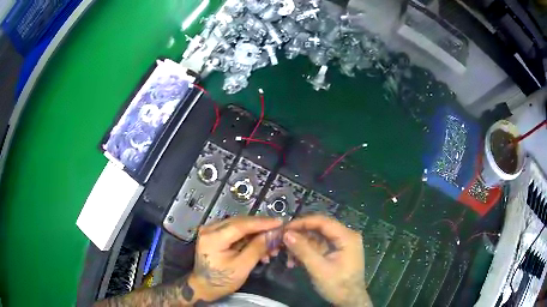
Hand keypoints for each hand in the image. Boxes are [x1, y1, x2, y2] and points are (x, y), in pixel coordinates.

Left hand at [188, 216, 282, 301]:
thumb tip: (274, 234)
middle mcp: (210, 228)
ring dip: (256, 233)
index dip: (262, 223)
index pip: (241, 224)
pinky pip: (235, 231)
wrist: (204, 287)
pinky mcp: (215, 234)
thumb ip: (257, 248)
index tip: (280, 222)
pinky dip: (248, 237)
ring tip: (271, 244)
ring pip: (239, 225)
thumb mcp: (242, 267)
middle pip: (240, 222)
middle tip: (278, 234)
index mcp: (213, 237)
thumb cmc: (222, 280)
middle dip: (261, 228)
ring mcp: (211, 230)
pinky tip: (259, 245)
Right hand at [283, 215, 371, 306]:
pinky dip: (305, 253)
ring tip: (287, 258)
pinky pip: (317, 247)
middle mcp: (345, 236)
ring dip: (300, 247)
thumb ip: (303, 250)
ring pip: (316, 239)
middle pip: (318, 229)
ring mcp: (340, 244)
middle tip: (281, 242)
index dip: (302, 222)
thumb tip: (286, 234)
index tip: (284, 228)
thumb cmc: (337, 285)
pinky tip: (294, 262)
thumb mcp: (318, 268)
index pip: (322, 221)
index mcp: (346, 236)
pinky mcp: (335, 252)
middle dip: (299, 236)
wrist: (349, 301)